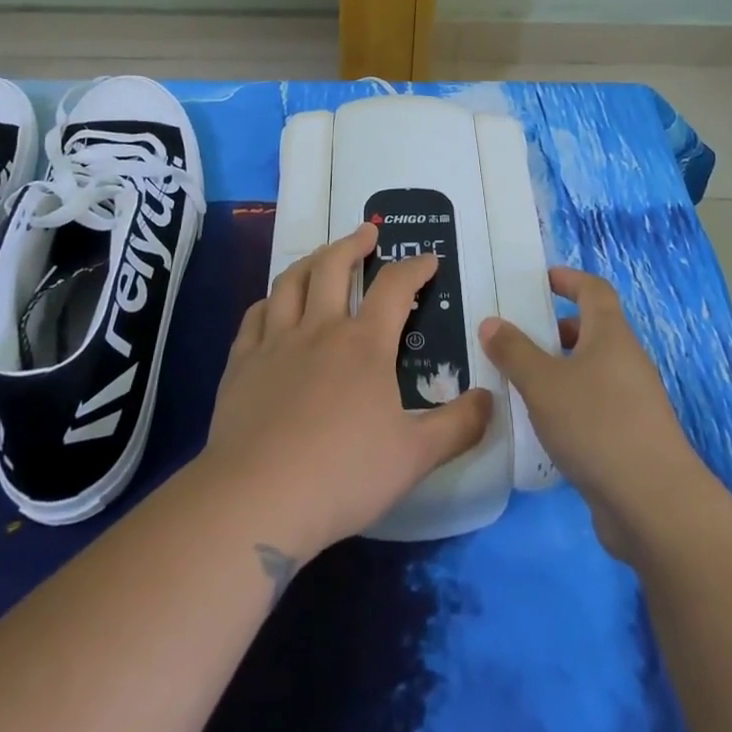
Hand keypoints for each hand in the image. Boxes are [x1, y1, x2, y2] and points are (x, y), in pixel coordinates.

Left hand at [202, 223, 492, 564]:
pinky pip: (255, 316)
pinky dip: (269, 301)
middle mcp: (320, 329)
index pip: (395, 287)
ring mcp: (275, 343)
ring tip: (322, 254)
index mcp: (365, 344)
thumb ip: (458, 426)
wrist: (256, 499)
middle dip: (354, 243)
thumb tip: (490, 399)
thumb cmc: (343, 475)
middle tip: (367, 232)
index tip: (429, 259)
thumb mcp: (415, 457)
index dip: (415, 267)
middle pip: (334, 266)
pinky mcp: (241, 364)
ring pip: (291, 282)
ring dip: (311, 260)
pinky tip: (273, 305)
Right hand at [481, 268, 706, 561]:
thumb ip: (514, 351)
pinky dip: (569, 405)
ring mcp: (634, 402)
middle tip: (518, 338)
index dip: (569, 279)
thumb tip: (491, 322)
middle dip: (556, 331)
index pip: (594, 290)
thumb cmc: (597, 425)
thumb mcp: (543, 383)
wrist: (655, 505)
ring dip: (560, 371)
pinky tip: (543, 428)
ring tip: (521, 384)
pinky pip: (595, 407)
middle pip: (592, 331)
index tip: (542, 279)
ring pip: (592, 372)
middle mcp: (627, 361)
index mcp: (610, 335)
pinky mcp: (632, 440)